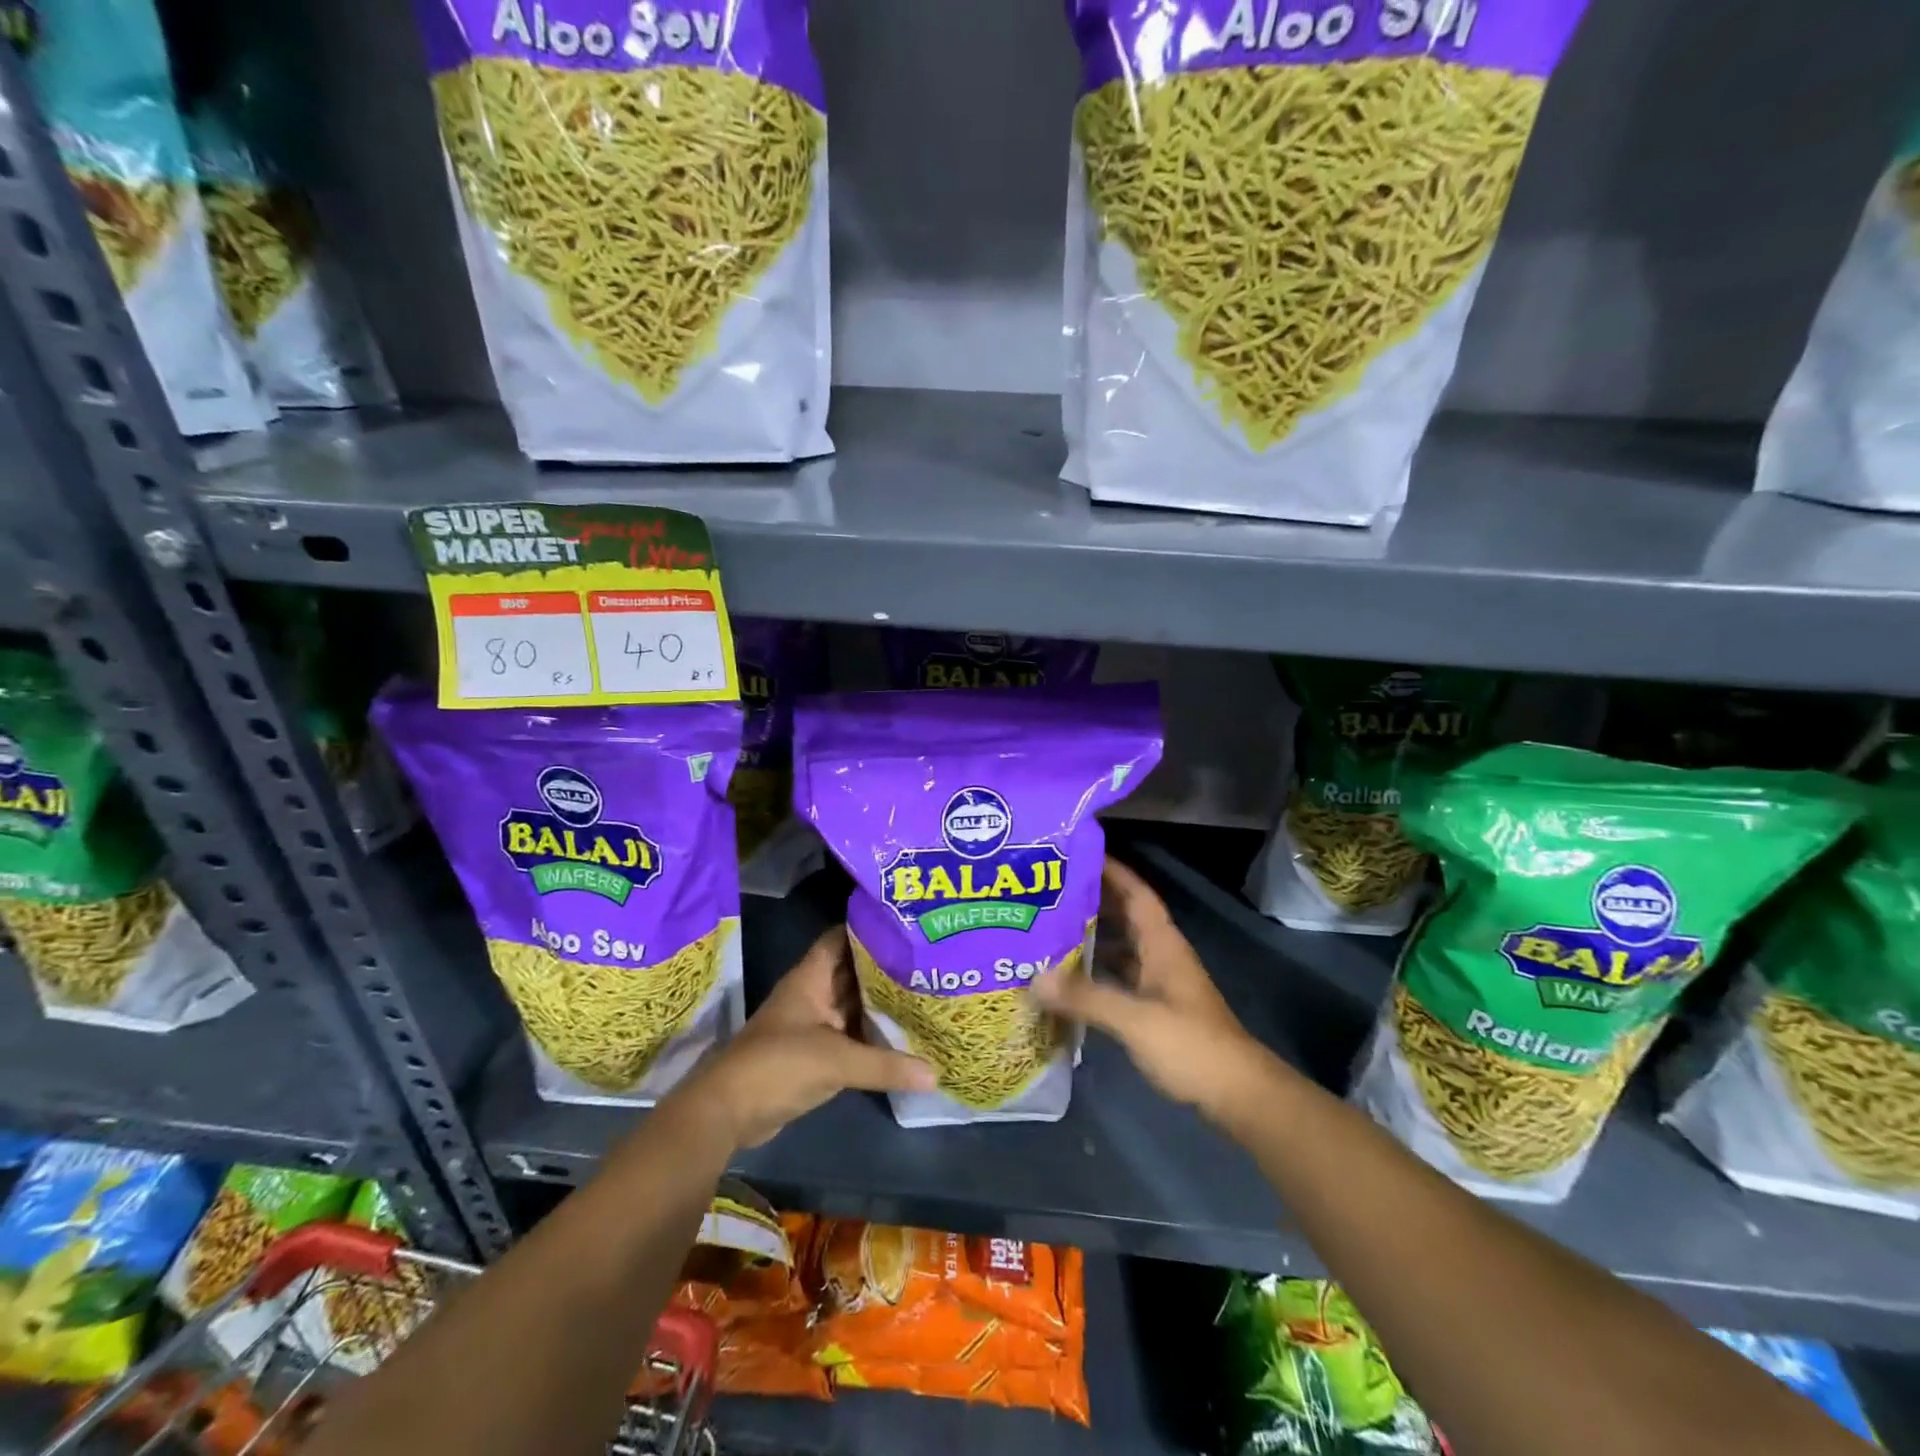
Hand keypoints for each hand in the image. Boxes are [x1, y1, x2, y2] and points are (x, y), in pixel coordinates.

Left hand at [682, 926, 933, 1150]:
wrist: (729, 1112)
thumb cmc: (778, 1065)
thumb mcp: (836, 1061)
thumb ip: (885, 1065)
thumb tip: (934, 1074)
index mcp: (810, 978)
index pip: (841, 938)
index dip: (868, 927)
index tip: (905, 923)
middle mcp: (813, 994)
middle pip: (853, 971)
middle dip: (885, 966)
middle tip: (926, 959)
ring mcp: (813, 1024)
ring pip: (853, 1004)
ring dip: (882, 1001)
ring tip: (925, 991)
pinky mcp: (815, 1053)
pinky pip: (850, 1034)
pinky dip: (873, 1033)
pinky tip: (904, 1034)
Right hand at [1032, 858, 1269, 1117]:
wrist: (1238, 1095)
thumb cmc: (1191, 1046)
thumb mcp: (1136, 1020)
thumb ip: (1086, 997)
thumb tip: (1034, 979)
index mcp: (1163, 944)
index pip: (1136, 893)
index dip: (1112, 871)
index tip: (1077, 854)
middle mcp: (1161, 955)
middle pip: (1125, 916)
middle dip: (1091, 900)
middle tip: (1047, 892)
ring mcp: (1160, 983)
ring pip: (1121, 947)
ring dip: (1090, 936)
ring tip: (1047, 929)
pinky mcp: (1155, 1009)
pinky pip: (1119, 977)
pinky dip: (1095, 972)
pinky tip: (1068, 979)